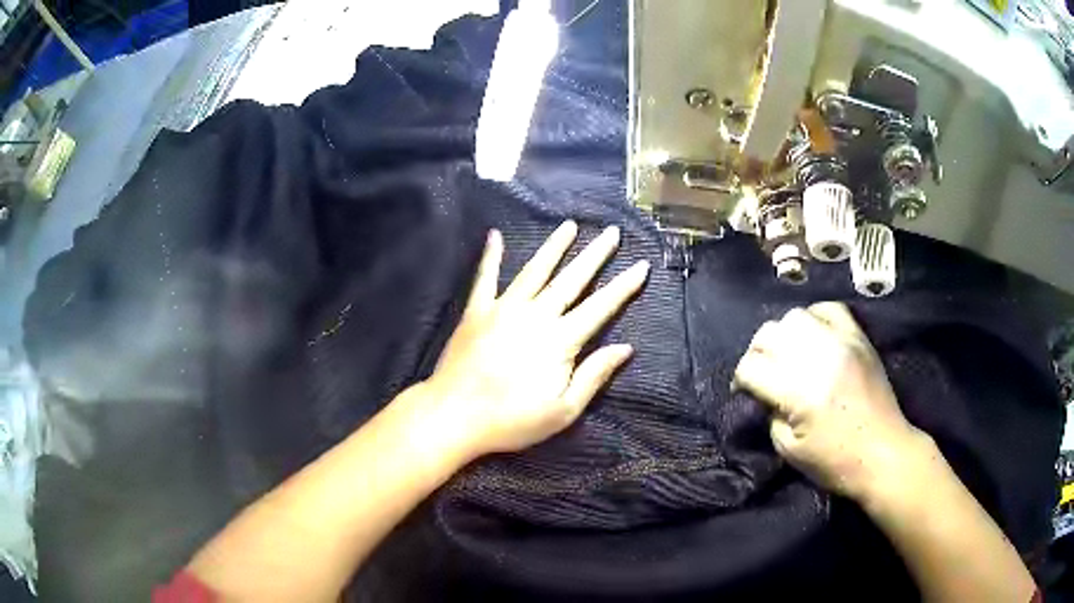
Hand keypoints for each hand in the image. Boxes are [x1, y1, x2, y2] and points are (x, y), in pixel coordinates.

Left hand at [422, 221, 648, 458]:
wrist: (453, 416)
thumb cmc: (511, 420)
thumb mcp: (563, 411)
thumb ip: (594, 376)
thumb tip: (625, 348)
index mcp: (559, 340)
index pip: (600, 307)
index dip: (623, 286)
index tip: (641, 264)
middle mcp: (535, 315)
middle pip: (571, 280)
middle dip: (595, 255)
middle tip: (611, 231)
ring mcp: (502, 309)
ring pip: (535, 271)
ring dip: (554, 247)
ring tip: (570, 225)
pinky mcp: (476, 311)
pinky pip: (485, 278)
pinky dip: (491, 256)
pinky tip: (495, 235)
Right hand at [732, 302, 925, 500]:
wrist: (883, 453)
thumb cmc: (835, 462)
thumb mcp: (789, 450)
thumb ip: (771, 415)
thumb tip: (765, 394)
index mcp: (798, 392)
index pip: (751, 367)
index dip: (740, 380)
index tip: (744, 392)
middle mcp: (817, 358)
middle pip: (769, 334)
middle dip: (756, 353)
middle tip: (762, 372)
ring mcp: (841, 342)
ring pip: (795, 316)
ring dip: (783, 334)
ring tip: (788, 353)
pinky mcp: (858, 337)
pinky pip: (830, 308)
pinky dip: (814, 317)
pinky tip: (814, 336)